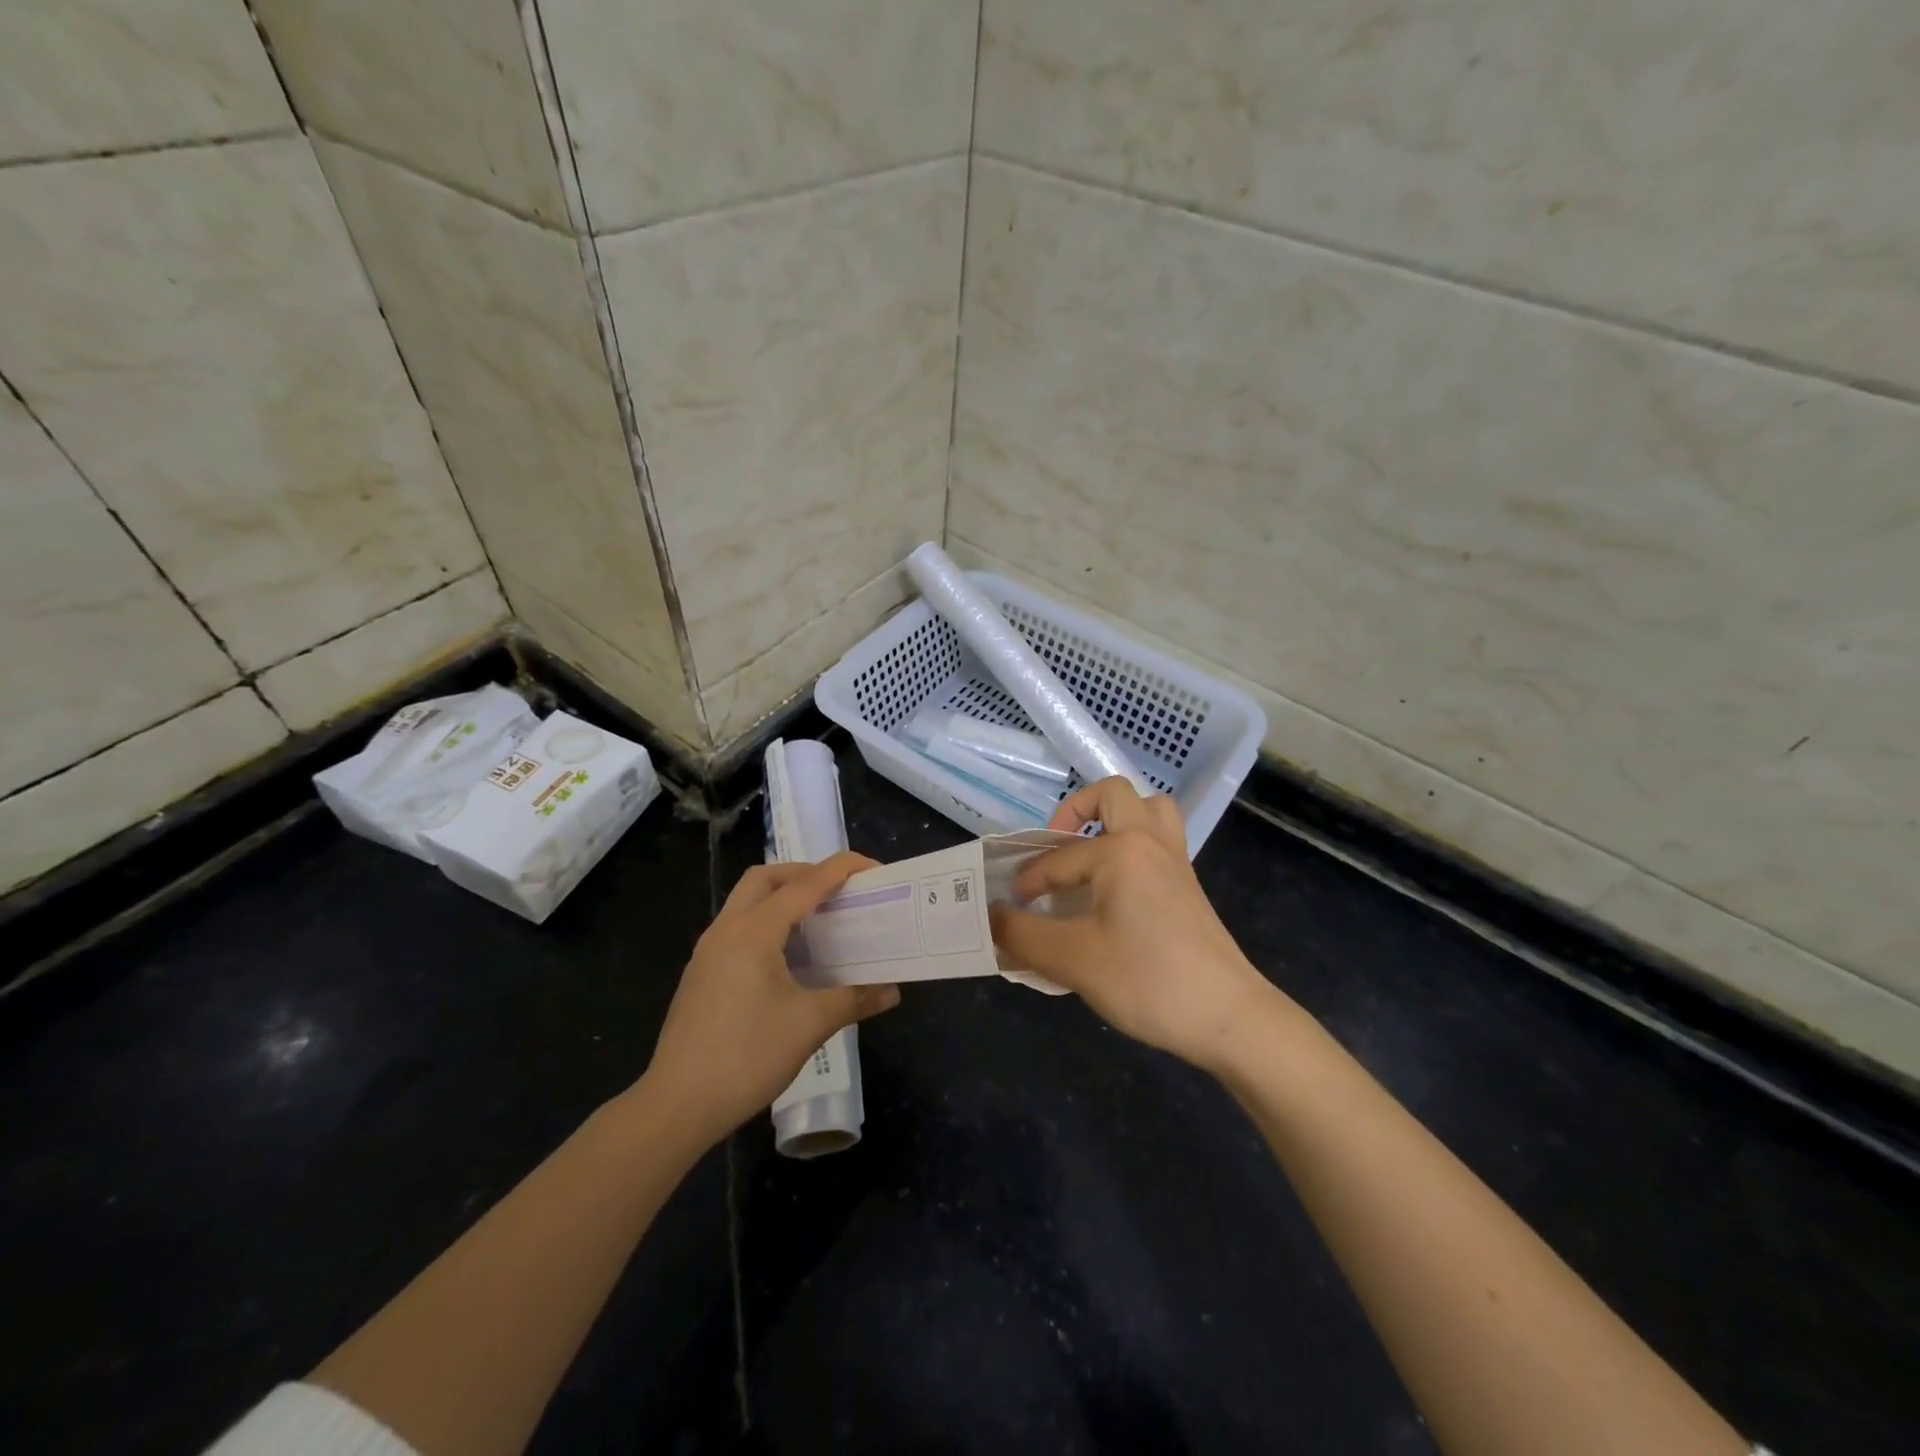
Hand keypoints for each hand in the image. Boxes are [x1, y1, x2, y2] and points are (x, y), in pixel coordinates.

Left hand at [642, 852, 899, 1141]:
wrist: (677, 1106)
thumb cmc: (747, 1056)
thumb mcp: (809, 1025)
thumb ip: (853, 999)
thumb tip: (891, 991)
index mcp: (753, 932)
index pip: (805, 884)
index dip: (841, 869)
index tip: (874, 869)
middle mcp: (727, 930)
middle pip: (766, 879)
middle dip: (804, 873)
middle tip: (838, 891)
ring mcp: (708, 952)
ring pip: (746, 901)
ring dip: (782, 897)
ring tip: (818, 920)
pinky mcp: (701, 974)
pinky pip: (737, 927)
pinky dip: (766, 923)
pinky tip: (787, 957)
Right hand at [990, 779, 1281, 1072]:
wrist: (1230, 1017)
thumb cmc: (1148, 980)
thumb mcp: (1074, 960)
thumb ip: (1023, 935)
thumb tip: (991, 918)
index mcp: (1121, 850)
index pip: (1058, 859)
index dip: (1027, 882)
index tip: (1008, 907)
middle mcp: (1150, 841)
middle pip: (1112, 795)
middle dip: (1075, 809)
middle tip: (1055, 846)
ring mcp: (1175, 861)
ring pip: (1148, 809)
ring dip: (1115, 817)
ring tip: (1089, 850)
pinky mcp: (1188, 885)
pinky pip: (1159, 839)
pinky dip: (1133, 843)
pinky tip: (1114, 886)